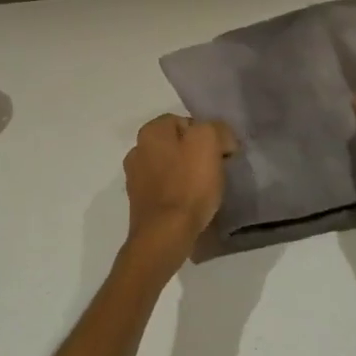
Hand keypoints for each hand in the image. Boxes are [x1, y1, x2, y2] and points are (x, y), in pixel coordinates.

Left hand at [122, 114, 237, 263]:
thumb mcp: (208, 142)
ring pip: (170, 167)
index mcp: (150, 131)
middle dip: (195, 155)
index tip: (221, 154)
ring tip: (205, 191)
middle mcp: (137, 150)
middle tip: (215, 171)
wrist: (166, 234)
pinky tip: (190, 205)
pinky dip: (177, 194)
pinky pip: (165, 189)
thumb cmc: (188, 184)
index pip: (185, 121)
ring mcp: (135, 178)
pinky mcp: (139, 203)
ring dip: (186, 175)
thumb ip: (216, 129)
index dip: (207, 135)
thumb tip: (221, 139)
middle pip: (176, 145)